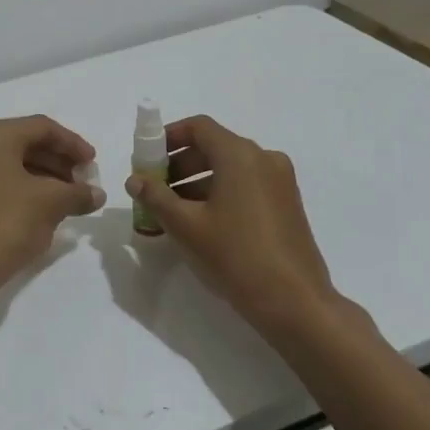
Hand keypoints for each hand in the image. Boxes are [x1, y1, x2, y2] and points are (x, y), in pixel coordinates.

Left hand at [0, 116, 104, 296]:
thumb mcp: (51, 203)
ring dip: (46, 177)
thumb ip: (78, 193)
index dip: (73, 143)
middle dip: (60, 161)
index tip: (93, 163)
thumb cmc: (8, 222)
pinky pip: (2, 180)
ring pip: (15, 163)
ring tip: (71, 198)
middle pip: (27, 143)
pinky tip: (47, 209)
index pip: (42, 127)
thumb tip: (97, 195)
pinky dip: (28, 188)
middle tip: (84, 182)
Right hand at [125, 115, 359, 340]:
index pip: (199, 127)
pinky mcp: (287, 204)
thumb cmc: (235, 255)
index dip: (169, 137)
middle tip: (155, 188)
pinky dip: (221, 193)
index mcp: (240, 155)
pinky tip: (202, 222)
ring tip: (172, 211)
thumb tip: (135, 180)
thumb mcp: (186, 226)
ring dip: (198, 181)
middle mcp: (264, 159)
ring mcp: (280, 182)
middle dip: (180, 163)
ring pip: (230, 168)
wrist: (294, 301)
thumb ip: (156, 197)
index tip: (148, 157)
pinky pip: (246, 185)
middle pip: (214, 146)